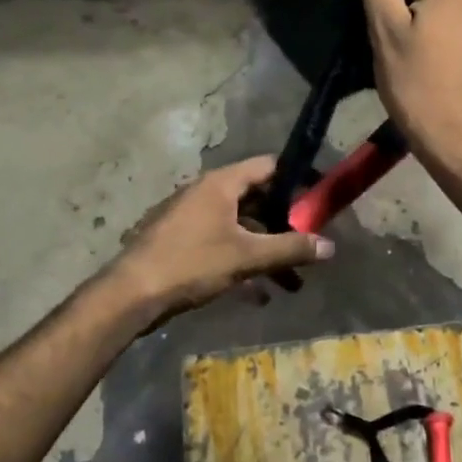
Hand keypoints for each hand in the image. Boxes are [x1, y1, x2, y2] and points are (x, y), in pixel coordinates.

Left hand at [111, 156, 332, 320]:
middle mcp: (205, 192)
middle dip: (284, 225)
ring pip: (239, 228)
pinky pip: (221, 244)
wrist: (131, 293)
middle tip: (309, 244)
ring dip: (265, 251)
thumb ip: (290, 249)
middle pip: (256, 200)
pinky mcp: (180, 241)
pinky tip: (258, 294)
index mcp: (221, 184)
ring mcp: (190, 217)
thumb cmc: (192, 263)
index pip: (268, 166)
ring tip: (290, 284)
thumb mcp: (247, 257)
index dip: (297, 179)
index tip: (320, 197)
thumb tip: (330, 246)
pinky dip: (242, 262)